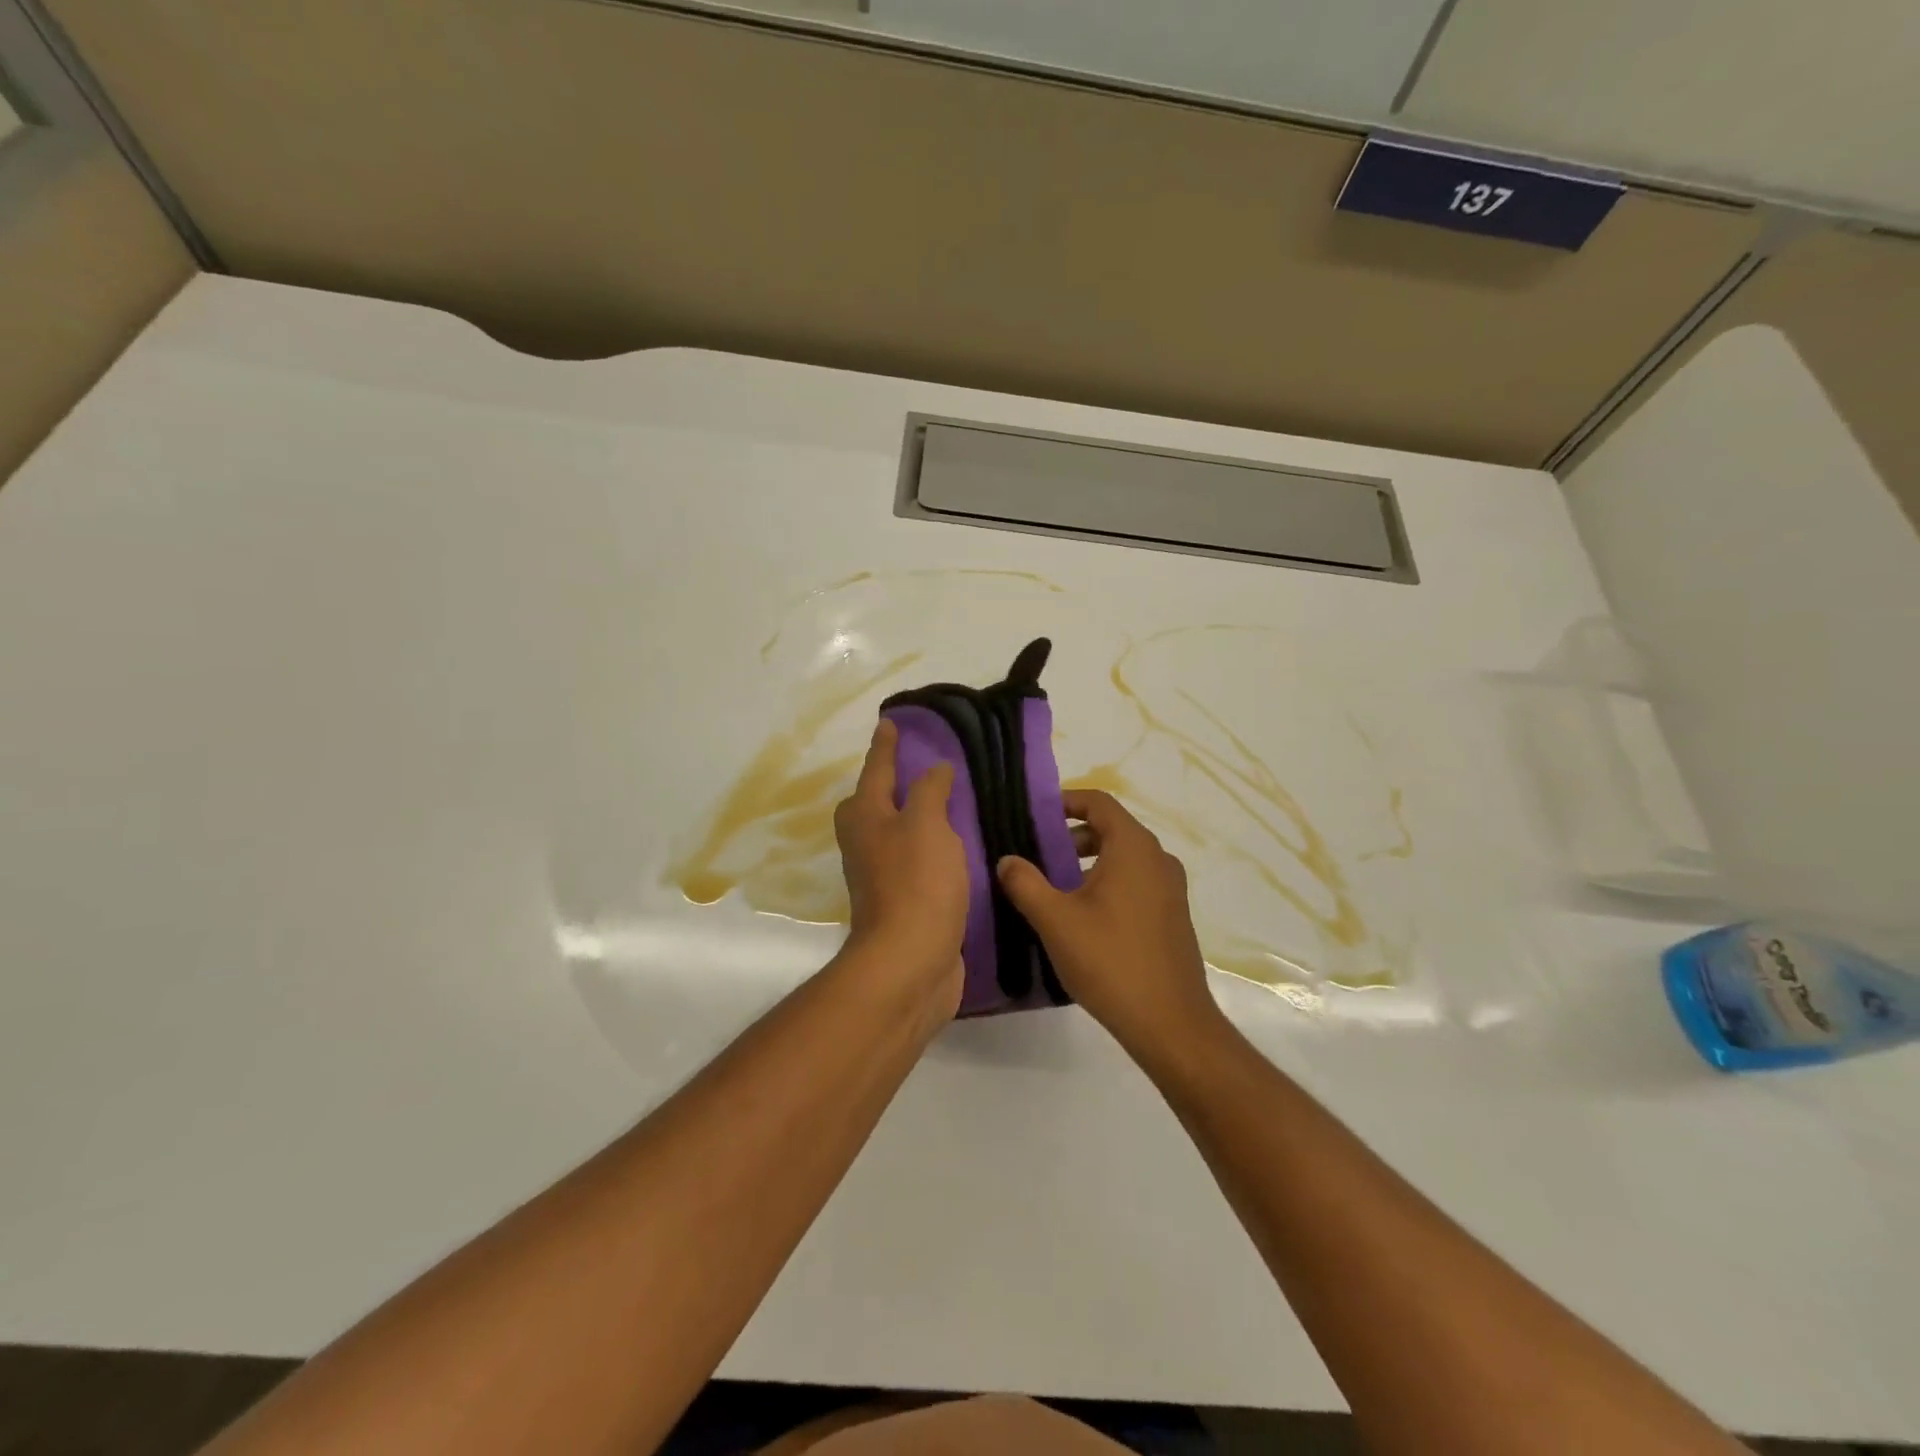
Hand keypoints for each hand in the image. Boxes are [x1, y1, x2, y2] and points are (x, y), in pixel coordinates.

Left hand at [832, 718, 966, 1017]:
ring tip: (951, 801)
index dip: (885, 745)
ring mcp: (883, 875)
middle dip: (893, 782)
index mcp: (866, 817)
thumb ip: (929, 791)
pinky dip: (935, 848)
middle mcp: (867, 843)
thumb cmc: (916, 883)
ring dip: (918, 816)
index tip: (890, 722)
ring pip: (900, 833)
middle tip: (921, 764)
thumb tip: (933, 770)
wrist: (910, 961)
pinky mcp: (905, 902)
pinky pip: (920, 861)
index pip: (876, 769)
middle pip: (876, 803)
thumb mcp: (925, 823)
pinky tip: (960, 846)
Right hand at [996, 790, 1218, 1049]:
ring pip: (1123, 858)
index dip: (1065, 801)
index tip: (1034, 816)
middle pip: (1111, 828)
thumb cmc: (1110, 961)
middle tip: (1036, 854)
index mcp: (1133, 848)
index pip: (1099, 802)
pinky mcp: (1172, 915)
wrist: (1170, 1023)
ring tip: (1053, 888)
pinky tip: (1083, 917)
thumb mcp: (1055, 920)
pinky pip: (1135, 882)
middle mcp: (1158, 859)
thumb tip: (1007, 860)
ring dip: (1087, 862)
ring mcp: (1170, 888)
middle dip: (1071, 836)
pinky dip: (1107, 883)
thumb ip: (1025, 883)